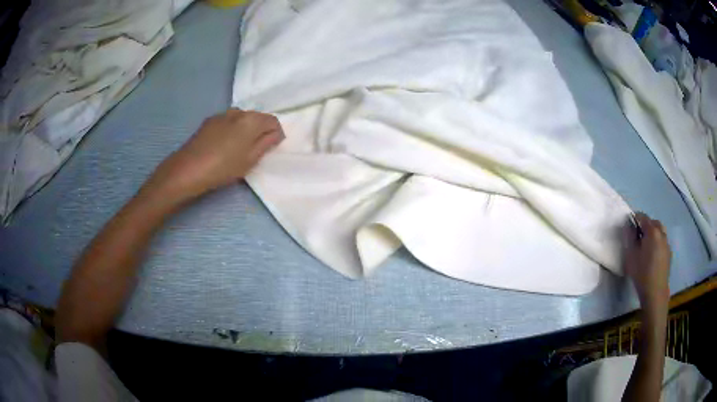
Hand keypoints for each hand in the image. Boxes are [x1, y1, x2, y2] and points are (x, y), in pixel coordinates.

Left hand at [144, 109, 283, 203]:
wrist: (188, 169)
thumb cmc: (223, 167)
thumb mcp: (250, 160)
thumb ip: (266, 143)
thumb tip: (277, 133)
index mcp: (251, 120)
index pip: (273, 120)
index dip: (276, 133)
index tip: (271, 148)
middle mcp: (238, 112)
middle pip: (257, 117)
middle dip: (260, 130)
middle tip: (255, 150)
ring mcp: (222, 114)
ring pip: (242, 119)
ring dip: (245, 129)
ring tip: (238, 148)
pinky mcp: (209, 121)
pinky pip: (228, 121)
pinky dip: (231, 129)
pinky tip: (223, 145)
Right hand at [623, 212, 671, 314]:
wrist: (655, 292)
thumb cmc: (641, 273)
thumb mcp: (631, 256)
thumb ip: (629, 238)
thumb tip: (628, 226)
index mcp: (652, 231)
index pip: (643, 217)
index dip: (635, 218)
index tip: (629, 225)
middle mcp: (661, 233)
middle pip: (653, 222)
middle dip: (645, 225)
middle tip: (638, 235)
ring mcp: (666, 243)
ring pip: (660, 231)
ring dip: (653, 233)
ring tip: (646, 244)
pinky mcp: (669, 253)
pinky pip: (663, 241)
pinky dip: (657, 242)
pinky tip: (653, 254)